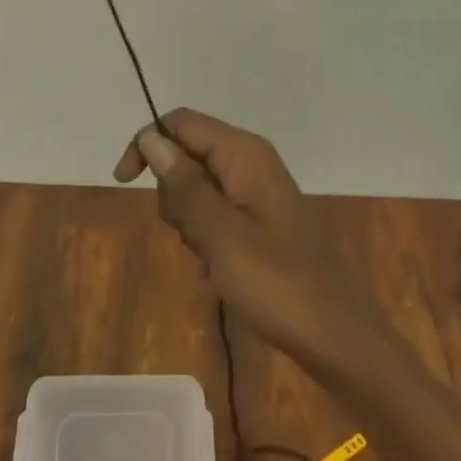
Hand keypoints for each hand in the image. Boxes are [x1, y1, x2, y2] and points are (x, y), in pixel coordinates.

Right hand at [114, 109, 374, 369]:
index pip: (181, 122)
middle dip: (174, 193)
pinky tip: (217, 270)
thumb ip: (184, 184)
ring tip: (209, 258)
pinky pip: (217, 211)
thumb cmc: (276, 283)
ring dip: (190, 220)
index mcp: (243, 152)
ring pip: (199, 185)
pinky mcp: (262, 218)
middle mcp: (251, 160)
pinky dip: (207, 236)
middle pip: (188, 153)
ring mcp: (258, 189)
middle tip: (190, 235)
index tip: (123, 182)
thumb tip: (151, 138)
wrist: (337, 337)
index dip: (147, 143)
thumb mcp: (219, 234)